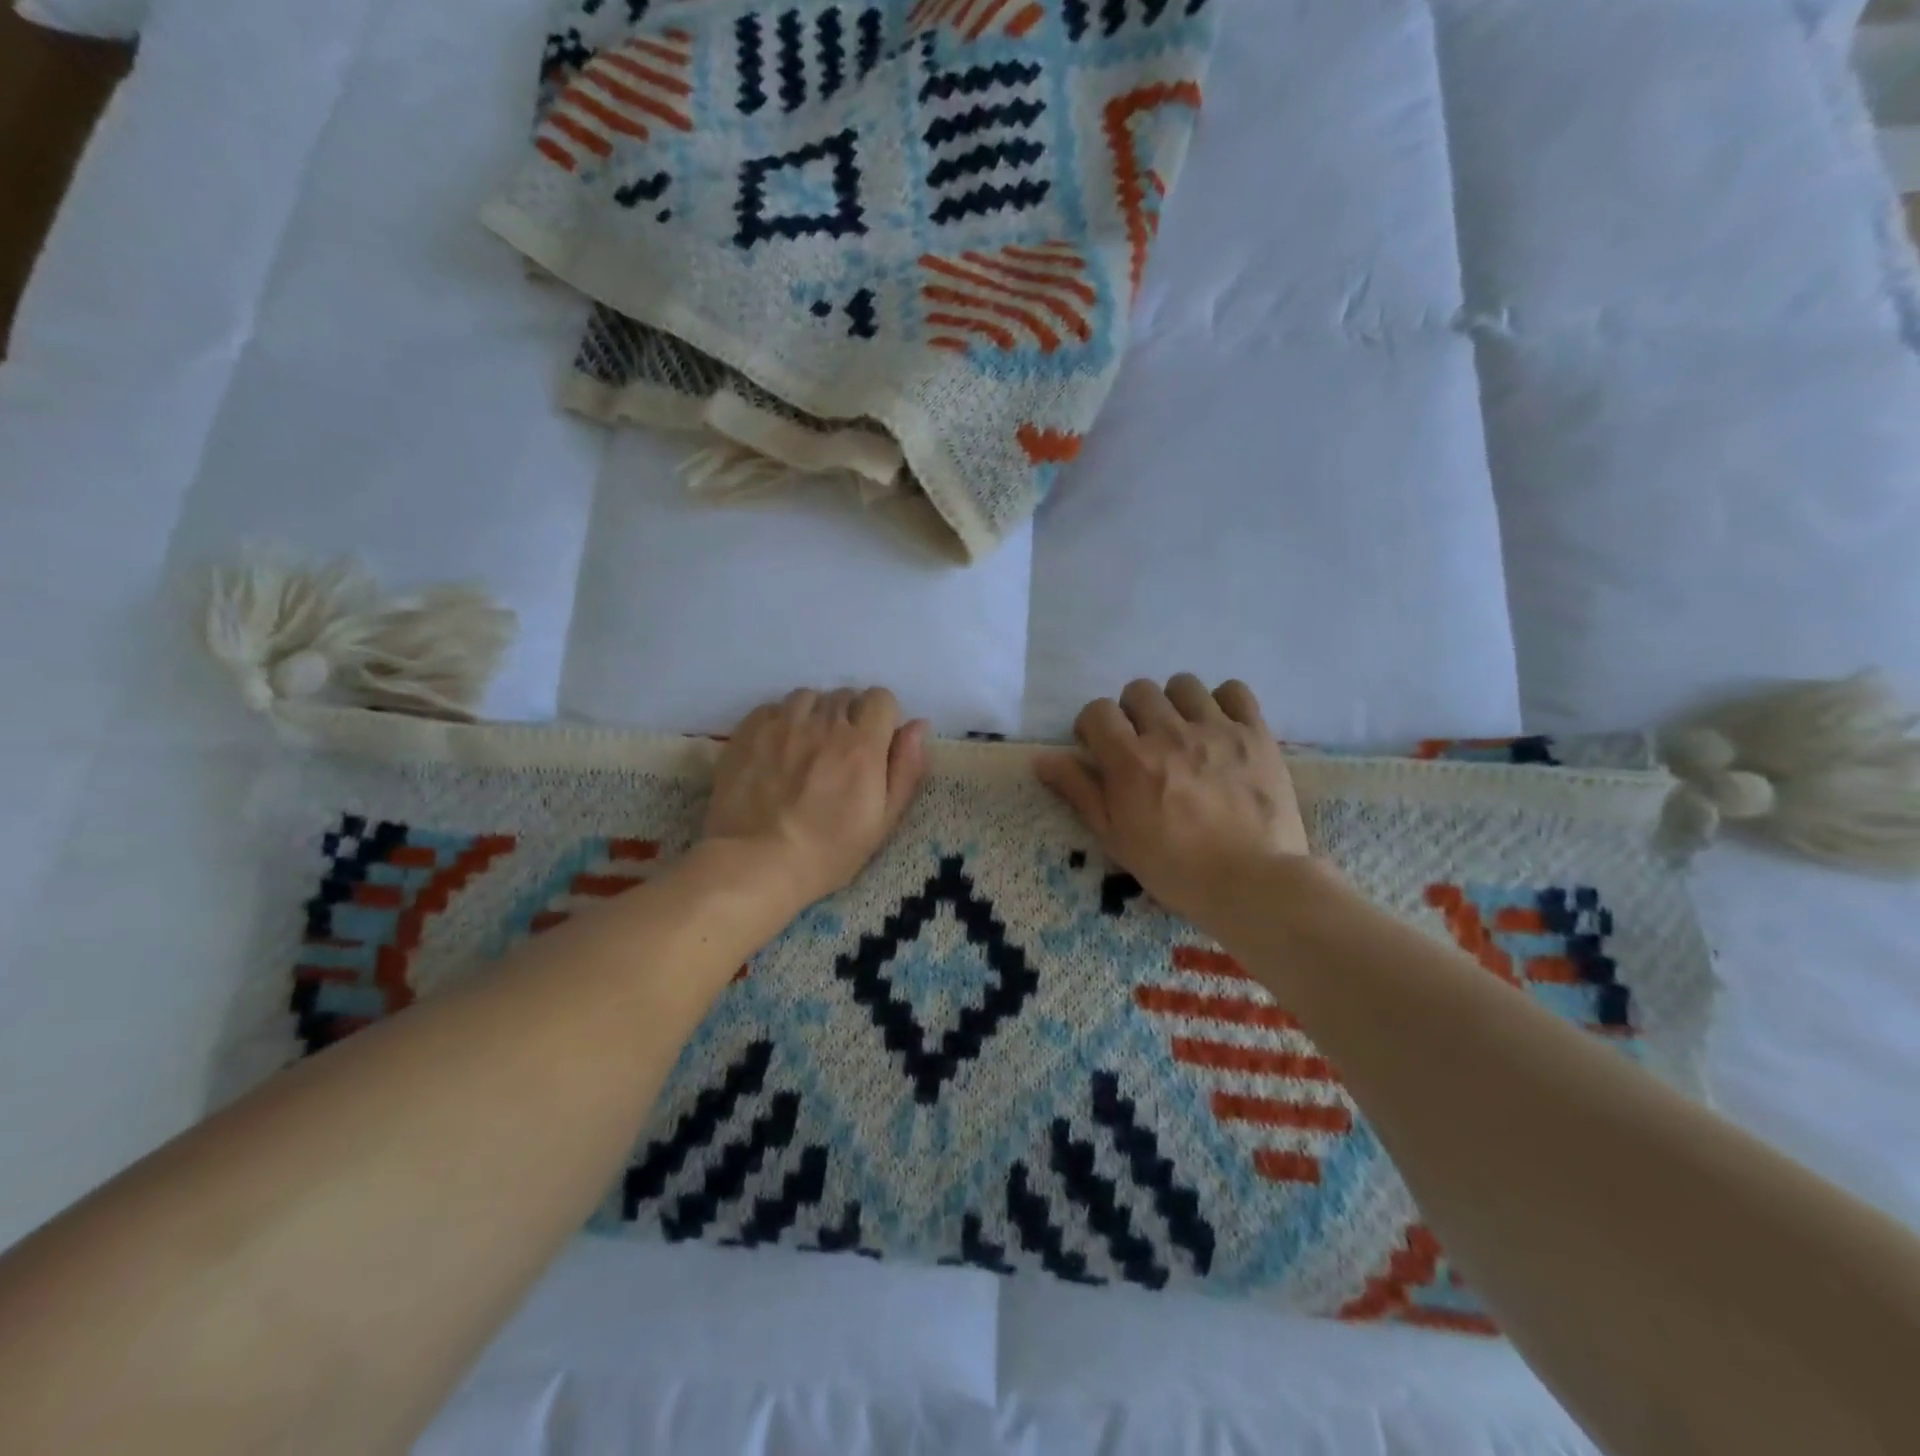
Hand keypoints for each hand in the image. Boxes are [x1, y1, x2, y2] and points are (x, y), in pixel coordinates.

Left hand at [702, 687, 929, 911]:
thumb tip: (918, 725)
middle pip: (845, 696)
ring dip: (814, 715)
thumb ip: (906, 768)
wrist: (755, 864)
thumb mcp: (883, 821)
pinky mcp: (749, 730)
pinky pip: (774, 707)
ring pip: (808, 697)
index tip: (874, 743)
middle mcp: (824, 723)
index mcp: (862, 744)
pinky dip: (782, 721)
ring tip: (807, 746)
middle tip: (840, 753)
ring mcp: (782, 723)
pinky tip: (777, 749)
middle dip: (849, 717)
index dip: (881, 718)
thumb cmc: (827, 852)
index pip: (881, 698)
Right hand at [1035, 675, 1312, 929]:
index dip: (1093, 725)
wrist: (1251, 883)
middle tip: (1142, 743)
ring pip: (1184, 685)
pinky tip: (1221, 727)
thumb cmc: (1174, 868)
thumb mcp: (1115, 837)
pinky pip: (1234, 691)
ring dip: (1175, 703)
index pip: (1097, 710)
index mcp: (1130, 760)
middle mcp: (1169, 733)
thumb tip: (1041, 758)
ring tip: (1183, 732)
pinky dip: (1223, 703)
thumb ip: (1078, 791)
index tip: (1099, 747)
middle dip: (1132, 713)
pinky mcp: (1255, 734)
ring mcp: (1216, 729)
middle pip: (1139, 690)